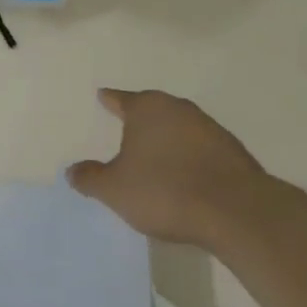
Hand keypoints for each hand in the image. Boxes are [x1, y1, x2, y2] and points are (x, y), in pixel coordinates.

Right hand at [67, 88, 269, 249]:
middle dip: (141, 119)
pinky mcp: (232, 150)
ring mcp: (208, 127)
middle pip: (153, 109)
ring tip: (157, 156)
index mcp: (147, 108)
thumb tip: (71, 171)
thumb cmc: (164, 191)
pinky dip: (190, 155)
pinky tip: (187, 174)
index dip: (110, 100)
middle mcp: (177, 108)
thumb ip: (91, 178)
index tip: (103, 95)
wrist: (234, 210)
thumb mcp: (116, 190)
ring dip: (168, 138)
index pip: (122, 99)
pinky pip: (201, 147)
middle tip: (128, 129)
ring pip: (179, 126)